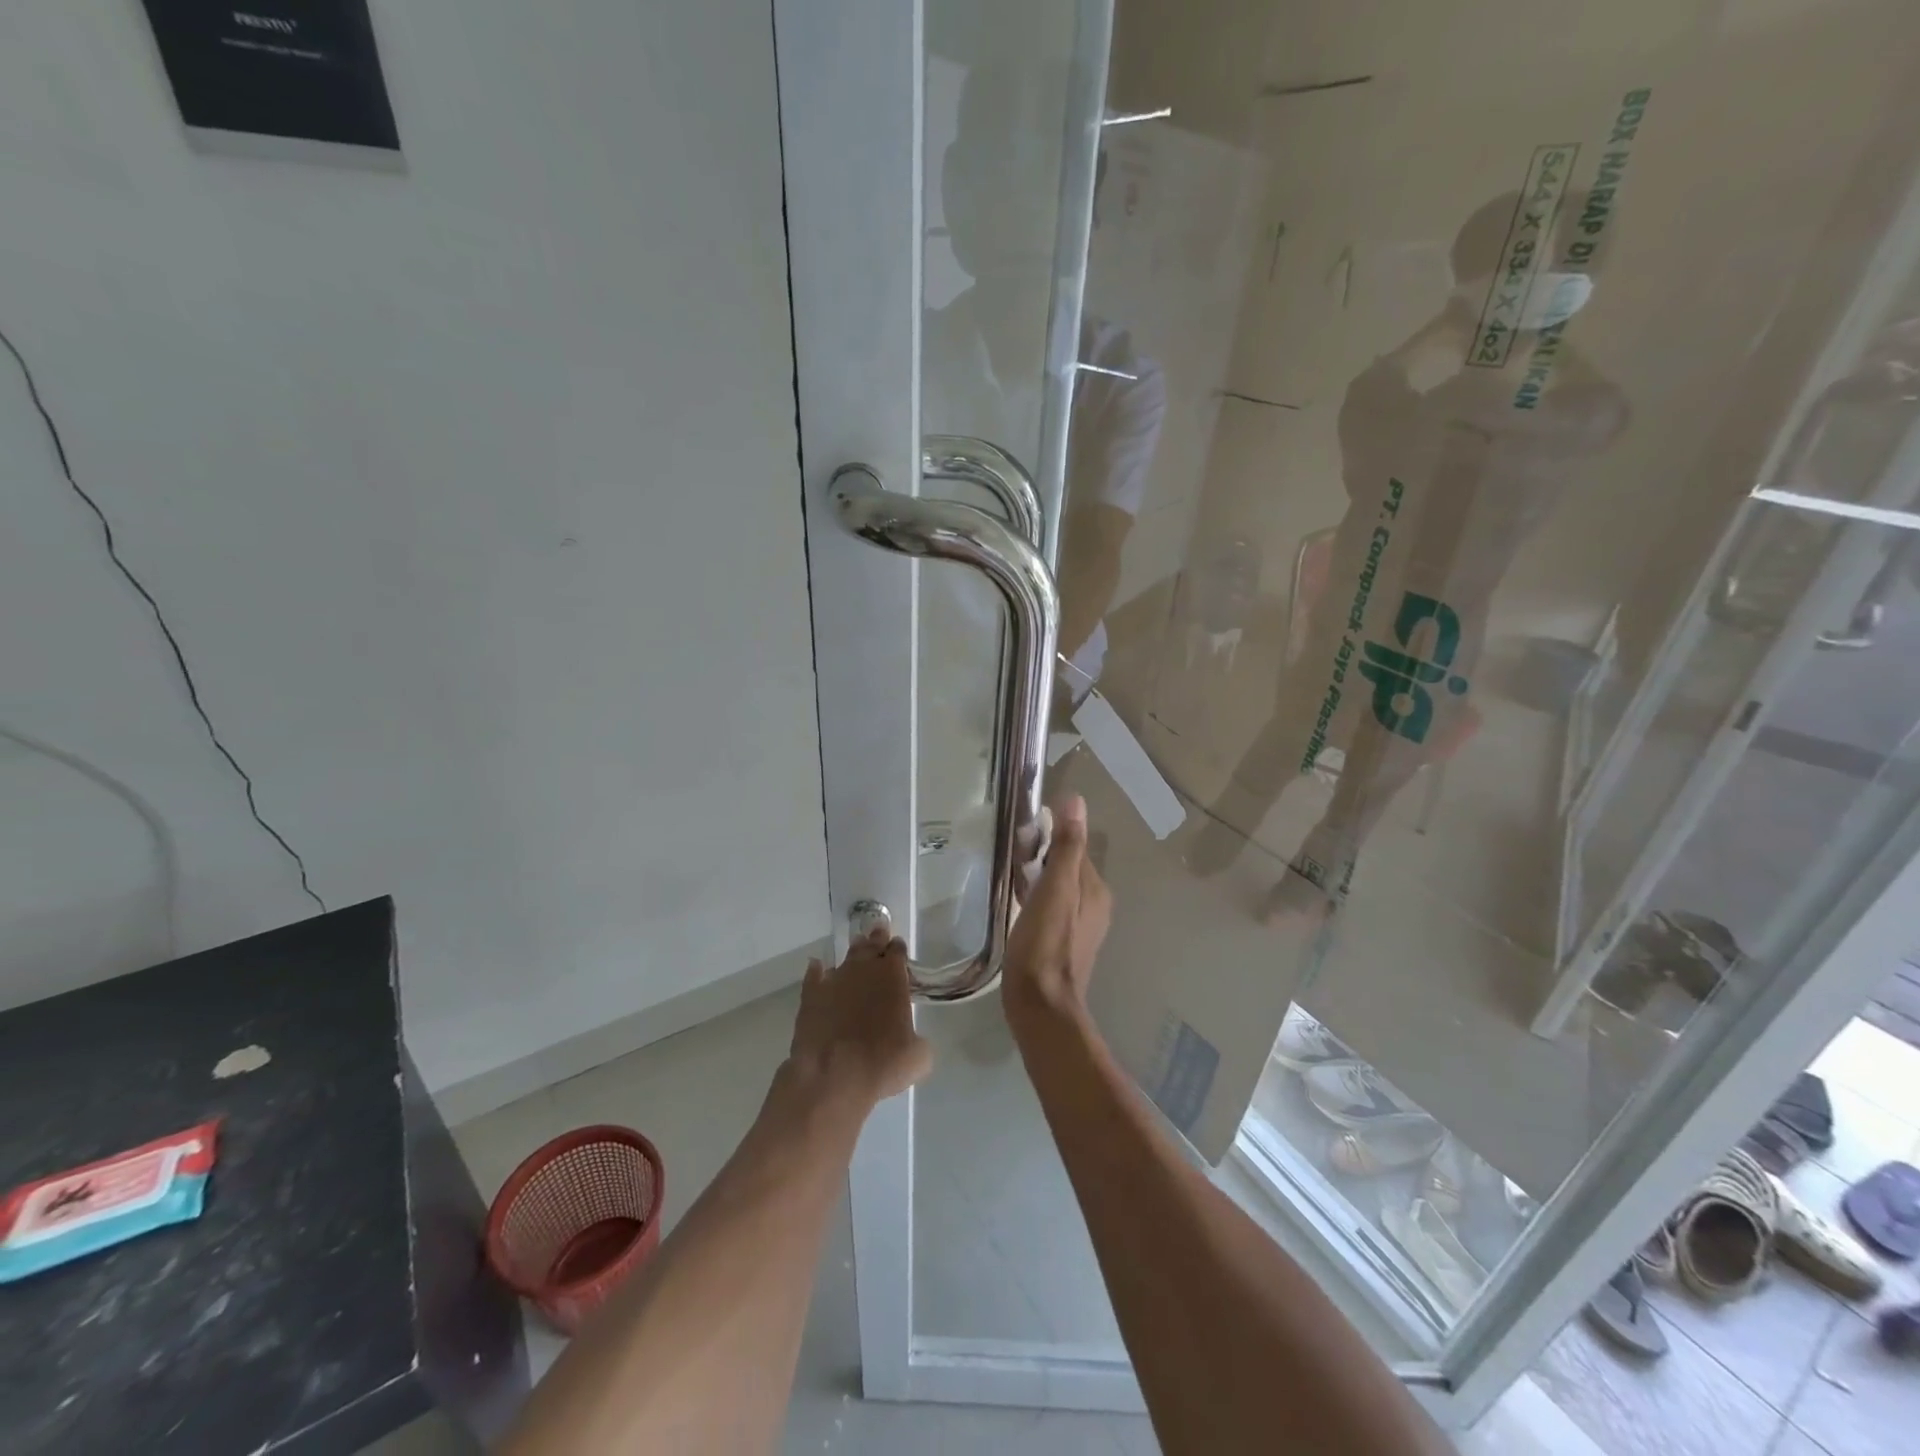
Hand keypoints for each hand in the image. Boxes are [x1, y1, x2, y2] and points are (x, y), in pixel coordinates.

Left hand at [785, 928, 932, 1111]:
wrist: (833, 1076)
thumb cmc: (882, 1064)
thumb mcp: (918, 1057)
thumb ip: (918, 1039)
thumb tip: (913, 1040)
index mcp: (892, 977)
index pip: (897, 951)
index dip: (898, 949)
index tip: (898, 949)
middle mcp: (863, 971)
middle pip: (871, 946)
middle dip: (877, 939)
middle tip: (878, 932)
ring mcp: (834, 981)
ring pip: (846, 958)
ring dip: (853, 953)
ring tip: (857, 948)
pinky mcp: (810, 996)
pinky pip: (814, 976)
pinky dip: (817, 971)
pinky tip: (817, 968)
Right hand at [1002, 794, 1110, 1036]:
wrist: (1040, 1006)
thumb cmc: (1045, 945)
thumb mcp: (1055, 889)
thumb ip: (1067, 847)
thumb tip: (1076, 801)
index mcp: (1096, 889)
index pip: (1074, 847)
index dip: (1050, 835)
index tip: (1022, 829)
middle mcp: (1095, 905)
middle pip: (1067, 867)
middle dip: (1042, 856)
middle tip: (1011, 852)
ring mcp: (1081, 927)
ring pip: (1059, 888)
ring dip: (1038, 877)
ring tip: (1010, 874)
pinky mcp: (1063, 943)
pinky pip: (1052, 907)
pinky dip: (1036, 897)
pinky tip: (1017, 902)